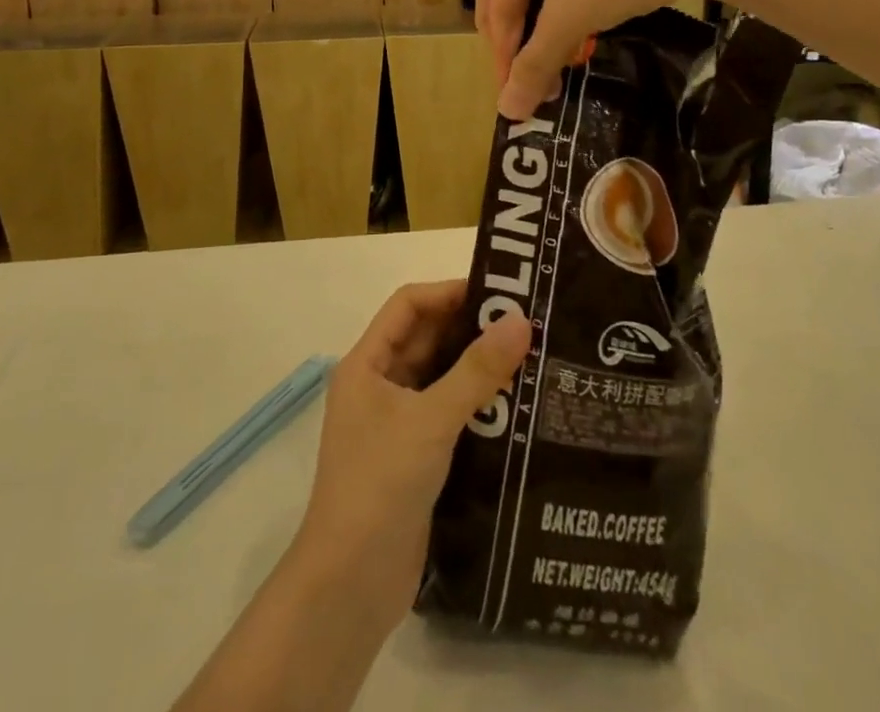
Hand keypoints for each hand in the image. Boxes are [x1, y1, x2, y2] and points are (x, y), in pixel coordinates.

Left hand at [293, 281, 529, 629]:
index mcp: (367, 364)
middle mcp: (378, 386)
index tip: (498, 292)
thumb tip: (521, 320)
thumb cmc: (379, 485)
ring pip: (440, 377)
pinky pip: (447, 413)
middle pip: (426, 339)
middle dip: (470, 328)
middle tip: (525, 322)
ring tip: (529, 357)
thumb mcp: (431, 420)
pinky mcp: (413, 457)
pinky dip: (476, 404)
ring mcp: (394, 423)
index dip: (449, 292)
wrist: (350, 587)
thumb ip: (476, 371)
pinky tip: (515, 405)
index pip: (409, 305)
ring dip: (477, 367)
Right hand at [476, 0, 705, 118]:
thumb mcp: (572, 18)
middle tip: (513, 71)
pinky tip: (573, 32)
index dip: (502, 52)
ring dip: (536, 24)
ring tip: (546, 59)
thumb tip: (507, 112)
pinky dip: (560, 9)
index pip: (498, 2)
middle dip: (507, 33)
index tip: (513, 94)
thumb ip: (536, 64)